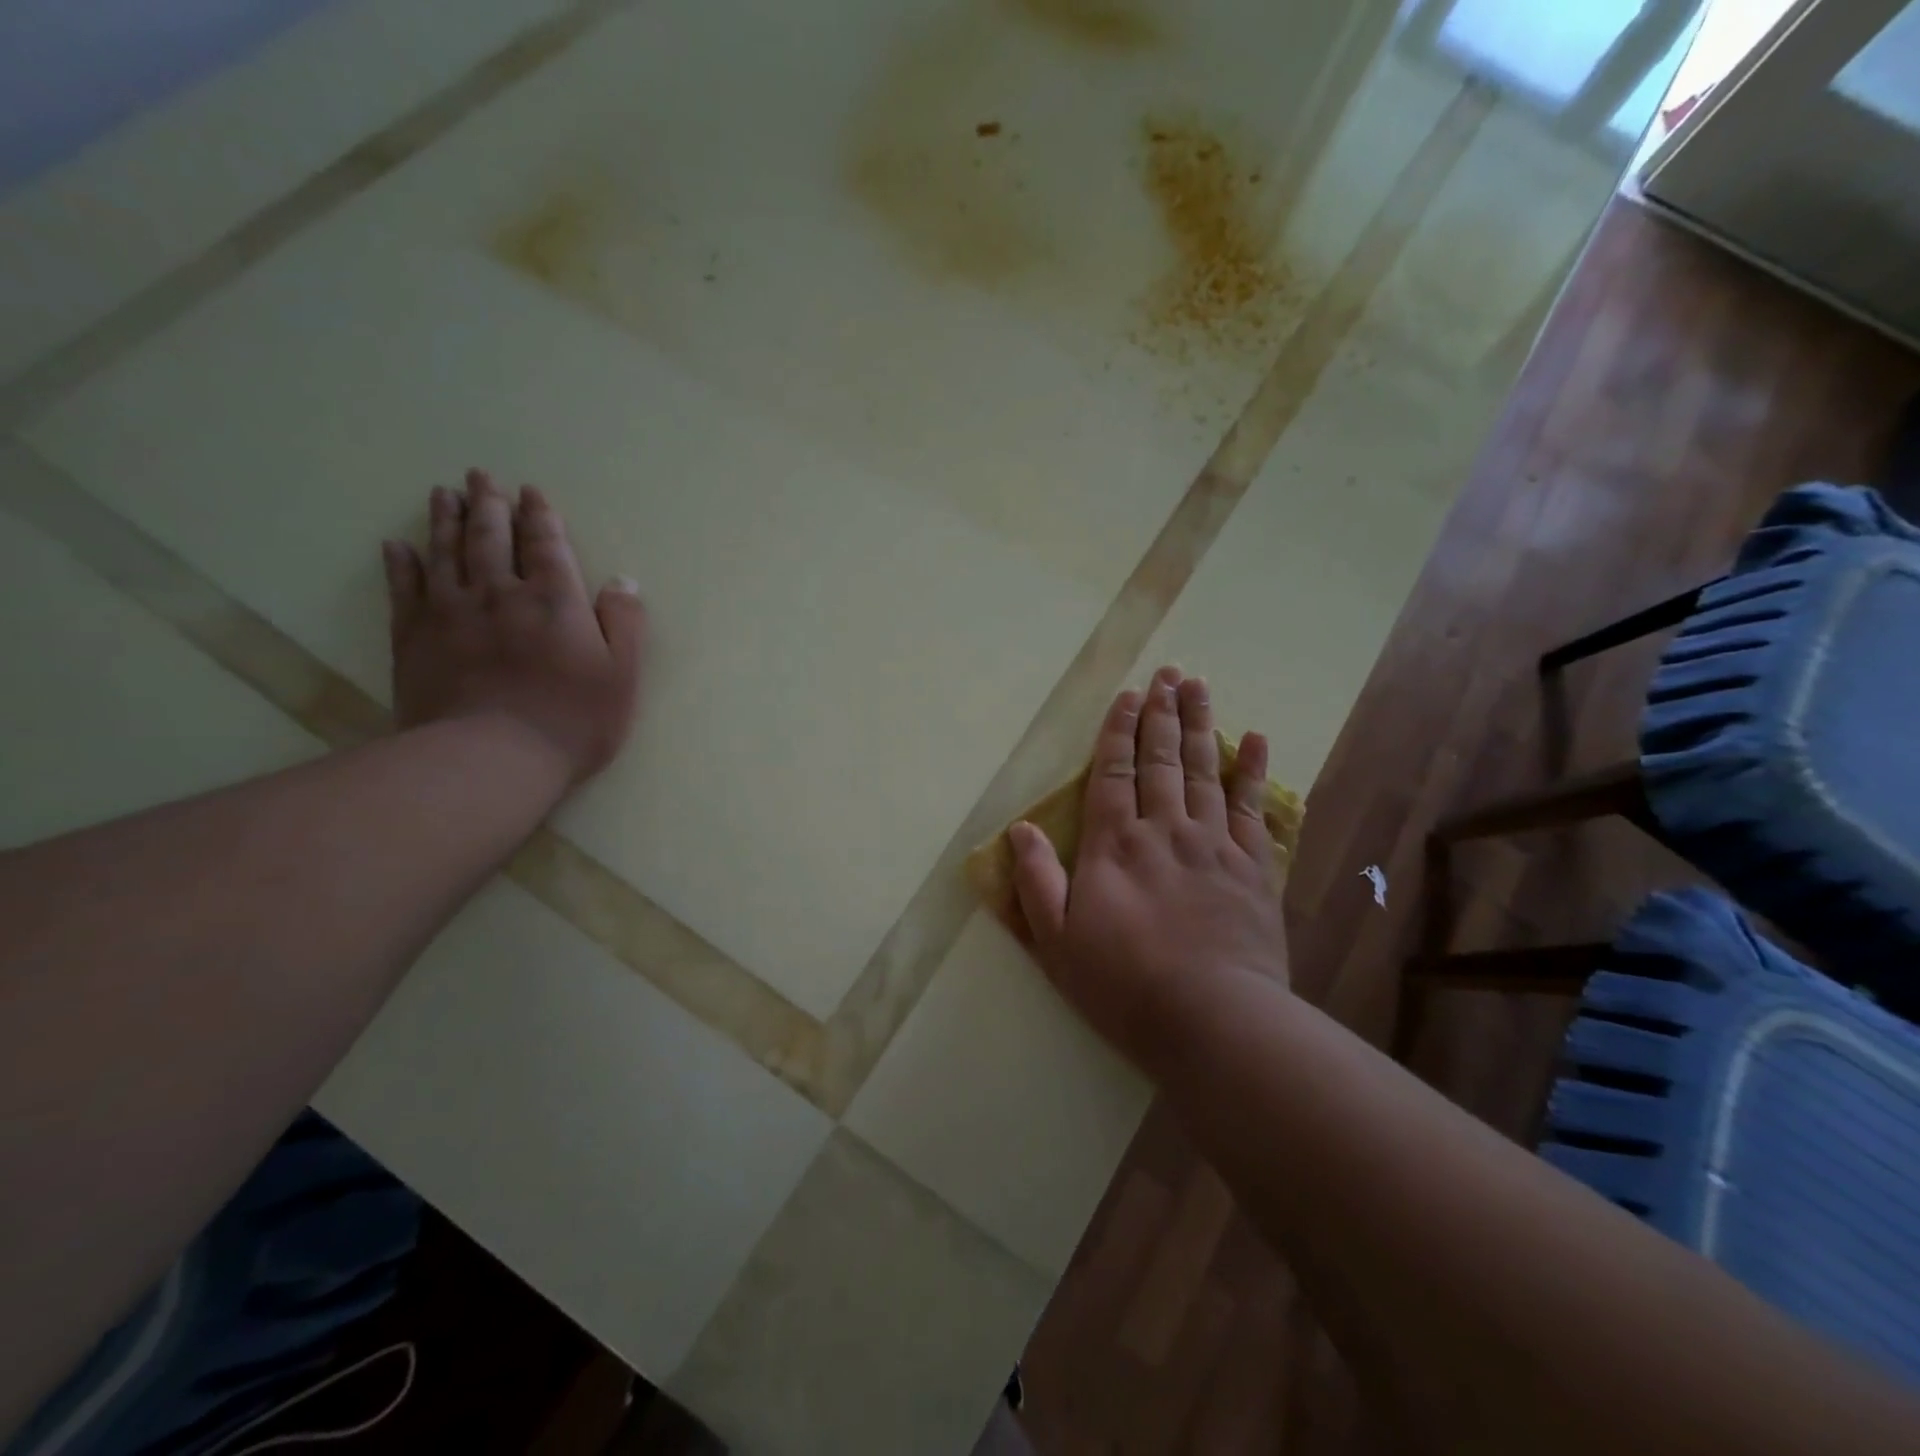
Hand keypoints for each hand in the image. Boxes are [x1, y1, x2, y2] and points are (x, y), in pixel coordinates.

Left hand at [383, 469, 645, 784]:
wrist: (491, 758)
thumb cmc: (572, 720)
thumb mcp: (622, 675)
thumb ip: (624, 624)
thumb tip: (624, 581)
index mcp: (554, 600)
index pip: (546, 545)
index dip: (540, 517)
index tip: (531, 493)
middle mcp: (500, 593)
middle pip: (491, 537)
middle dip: (490, 505)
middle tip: (481, 477)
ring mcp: (450, 612)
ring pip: (446, 552)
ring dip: (446, 519)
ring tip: (445, 493)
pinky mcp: (413, 637)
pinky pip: (404, 589)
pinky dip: (401, 564)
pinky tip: (398, 546)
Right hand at [1009, 666, 1287, 1072]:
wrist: (1213, 1021)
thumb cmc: (1124, 985)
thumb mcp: (1057, 941)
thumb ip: (1037, 880)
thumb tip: (1019, 827)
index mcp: (1115, 844)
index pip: (1114, 771)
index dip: (1120, 730)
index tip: (1130, 694)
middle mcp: (1164, 830)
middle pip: (1162, 759)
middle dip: (1163, 713)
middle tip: (1169, 672)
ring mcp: (1214, 844)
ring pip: (1205, 771)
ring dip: (1201, 725)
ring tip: (1200, 687)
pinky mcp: (1254, 867)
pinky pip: (1254, 808)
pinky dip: (1254, 771)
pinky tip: (1256, 740)